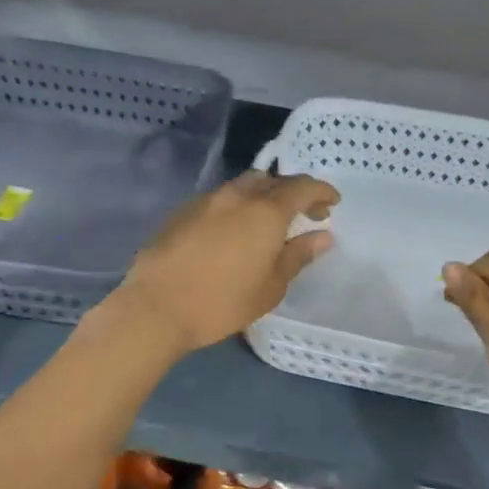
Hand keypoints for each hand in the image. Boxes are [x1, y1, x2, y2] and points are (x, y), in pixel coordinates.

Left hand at [113, 171, 339, 354]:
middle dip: (293, 192)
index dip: (321, 191)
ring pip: (243, 186)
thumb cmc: (222, 302)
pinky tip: (236, 231)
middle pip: (272, 181)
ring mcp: (207, 201)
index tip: (333, 203)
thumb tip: (322, 236)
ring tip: (270, 221)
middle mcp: (237, 196)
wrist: (156, 307)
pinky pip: (221, 199)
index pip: (301, 187)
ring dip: (263, 196)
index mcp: (265, 212)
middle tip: (305, 213)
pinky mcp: (183, 212)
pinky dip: (238, 206)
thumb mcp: (270, 287)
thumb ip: (297, 256)